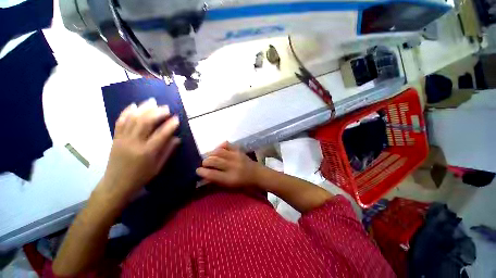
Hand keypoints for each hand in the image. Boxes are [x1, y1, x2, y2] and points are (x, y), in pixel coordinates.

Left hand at [99, 98, 179, 202]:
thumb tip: (177, 138)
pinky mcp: (115, 138)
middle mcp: (134, 143)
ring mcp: (122, 139)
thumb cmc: (141, 177)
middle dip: (157, 113)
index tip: (177, 118)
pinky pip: (120, 122)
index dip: (170, 125)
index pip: (161, 134)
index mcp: (147, 152)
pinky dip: (127, 112)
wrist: (116, 184)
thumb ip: (168, 151)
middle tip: (166, 108)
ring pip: (133, 119)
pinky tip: (133, 105)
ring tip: (152, 101)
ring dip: (143, 108)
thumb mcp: (158, 166)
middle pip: (145, 122)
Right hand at [196, 142, 262, 187]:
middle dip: (205, 162)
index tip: (197, 170)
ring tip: (209, 157)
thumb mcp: (230, 186)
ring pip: (218, 151)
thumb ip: (217, 180)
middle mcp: (232, 166)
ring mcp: (236, 156)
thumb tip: (204, 175)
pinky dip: (220, 146)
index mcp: (230, 178)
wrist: (257, 174)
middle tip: (204, 164)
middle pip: (213, 161)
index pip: (211, 174)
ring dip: (211, 154)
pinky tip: (218, 150)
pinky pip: (226, 144)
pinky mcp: (239, 150)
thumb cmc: (244, 184)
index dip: (202, 172)